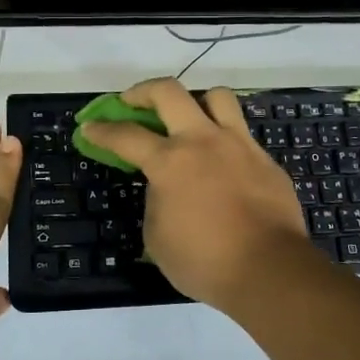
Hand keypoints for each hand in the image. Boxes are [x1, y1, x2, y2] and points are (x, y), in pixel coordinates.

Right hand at [76, 78, 323, 316]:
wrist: (269, 269)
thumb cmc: (205, 261)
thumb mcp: (158, 237)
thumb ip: (156, 202)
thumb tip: (164, 188)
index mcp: (170, 162)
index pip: (126, 136)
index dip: (102, 130)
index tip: (90, 127)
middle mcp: (202, 141)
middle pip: (169, 92)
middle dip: (142, 91)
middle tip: (132, 102)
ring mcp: (238, 144)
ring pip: (216, 96)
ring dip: (195, 101)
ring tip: (188, 118)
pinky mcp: (264, 158)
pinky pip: (241, 132)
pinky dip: (224, 137)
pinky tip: (221, 160)